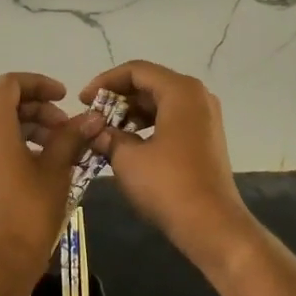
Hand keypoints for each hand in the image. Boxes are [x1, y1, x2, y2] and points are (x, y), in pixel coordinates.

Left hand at [0, 72, 95, 282]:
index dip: (40, 84)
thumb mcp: (57, 169)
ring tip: (61, 148)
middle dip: (39, 109)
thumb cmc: (29, 211)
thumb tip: (93, 118)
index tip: (65, 98)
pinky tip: (43, 165)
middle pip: (5, 103)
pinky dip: (17, 143)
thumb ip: (72, 137)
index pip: (11, 84)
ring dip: (30, 127)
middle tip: (68, 128)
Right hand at [81, 61, 259, 272]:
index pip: (136, 71)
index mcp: (180, 91)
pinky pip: (172, 119)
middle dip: (118, 99)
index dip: (105, 82)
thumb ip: (108, 137)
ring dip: (131, 113)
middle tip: (92, 117)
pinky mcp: (206, 137)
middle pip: (150, 84)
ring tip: (106, 133)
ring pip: (161, 102)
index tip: (83, 101)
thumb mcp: (128, 158)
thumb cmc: (168, 184)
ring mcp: (205, 117)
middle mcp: (197, 96)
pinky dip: (148, 126)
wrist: (212, 224)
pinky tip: (128, 145)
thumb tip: (95, 131)